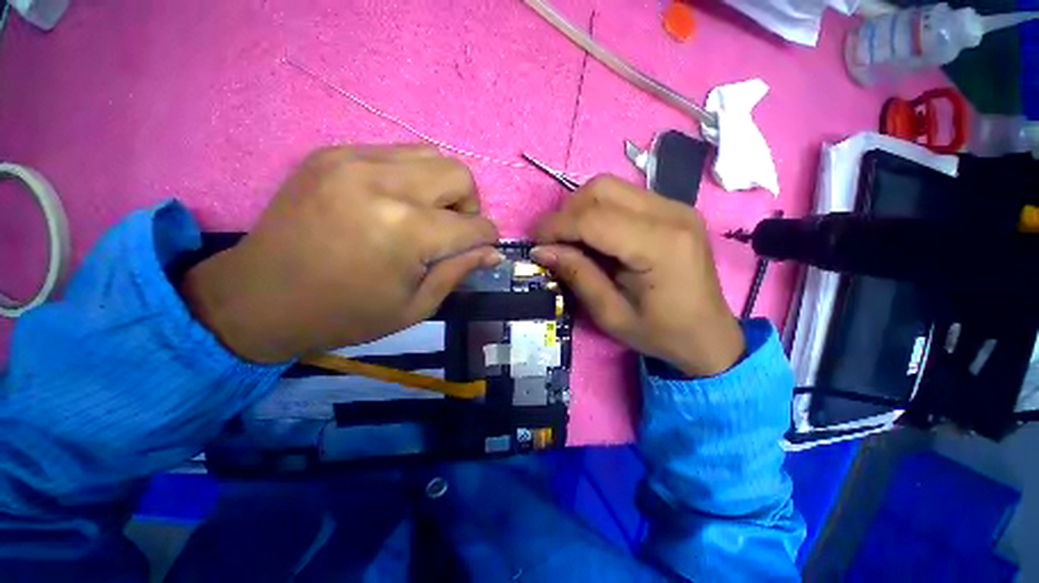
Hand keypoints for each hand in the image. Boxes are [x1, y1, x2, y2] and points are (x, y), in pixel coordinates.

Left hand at [181, 145, 500, 362]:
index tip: (484, 248)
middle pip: (459, 174)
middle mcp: (384, 184)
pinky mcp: (333, 153)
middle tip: (452, 231)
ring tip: (425, 215)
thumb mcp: (415, 307)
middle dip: (469, 206)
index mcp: (406, 232)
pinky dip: (411, 178)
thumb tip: (493, 253)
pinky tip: (394, 203)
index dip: (487, 238)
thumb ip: (459, 272)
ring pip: (432, 155)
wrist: (259, 297)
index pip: (474, 226)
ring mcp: (354, 160)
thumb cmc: (345, 314)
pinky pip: (396, 153)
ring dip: (442, 187)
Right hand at [532, 176, 743, 376]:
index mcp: (660, 246)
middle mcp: (672, 214)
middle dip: (567, 212)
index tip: (535, 244)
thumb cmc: (661, 333)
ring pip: (610, 187)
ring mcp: (676, 206)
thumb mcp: (610, 314)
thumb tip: (541, 250)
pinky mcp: (673, 209)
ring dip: (581, 209)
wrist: (709, 335)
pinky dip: (598, 210)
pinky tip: (594, 236)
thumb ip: (577, 275)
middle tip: (553, 242)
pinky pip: (624, 196)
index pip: (594, 219)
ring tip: (571, 238)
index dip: (556, 227)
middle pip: (601, 189)